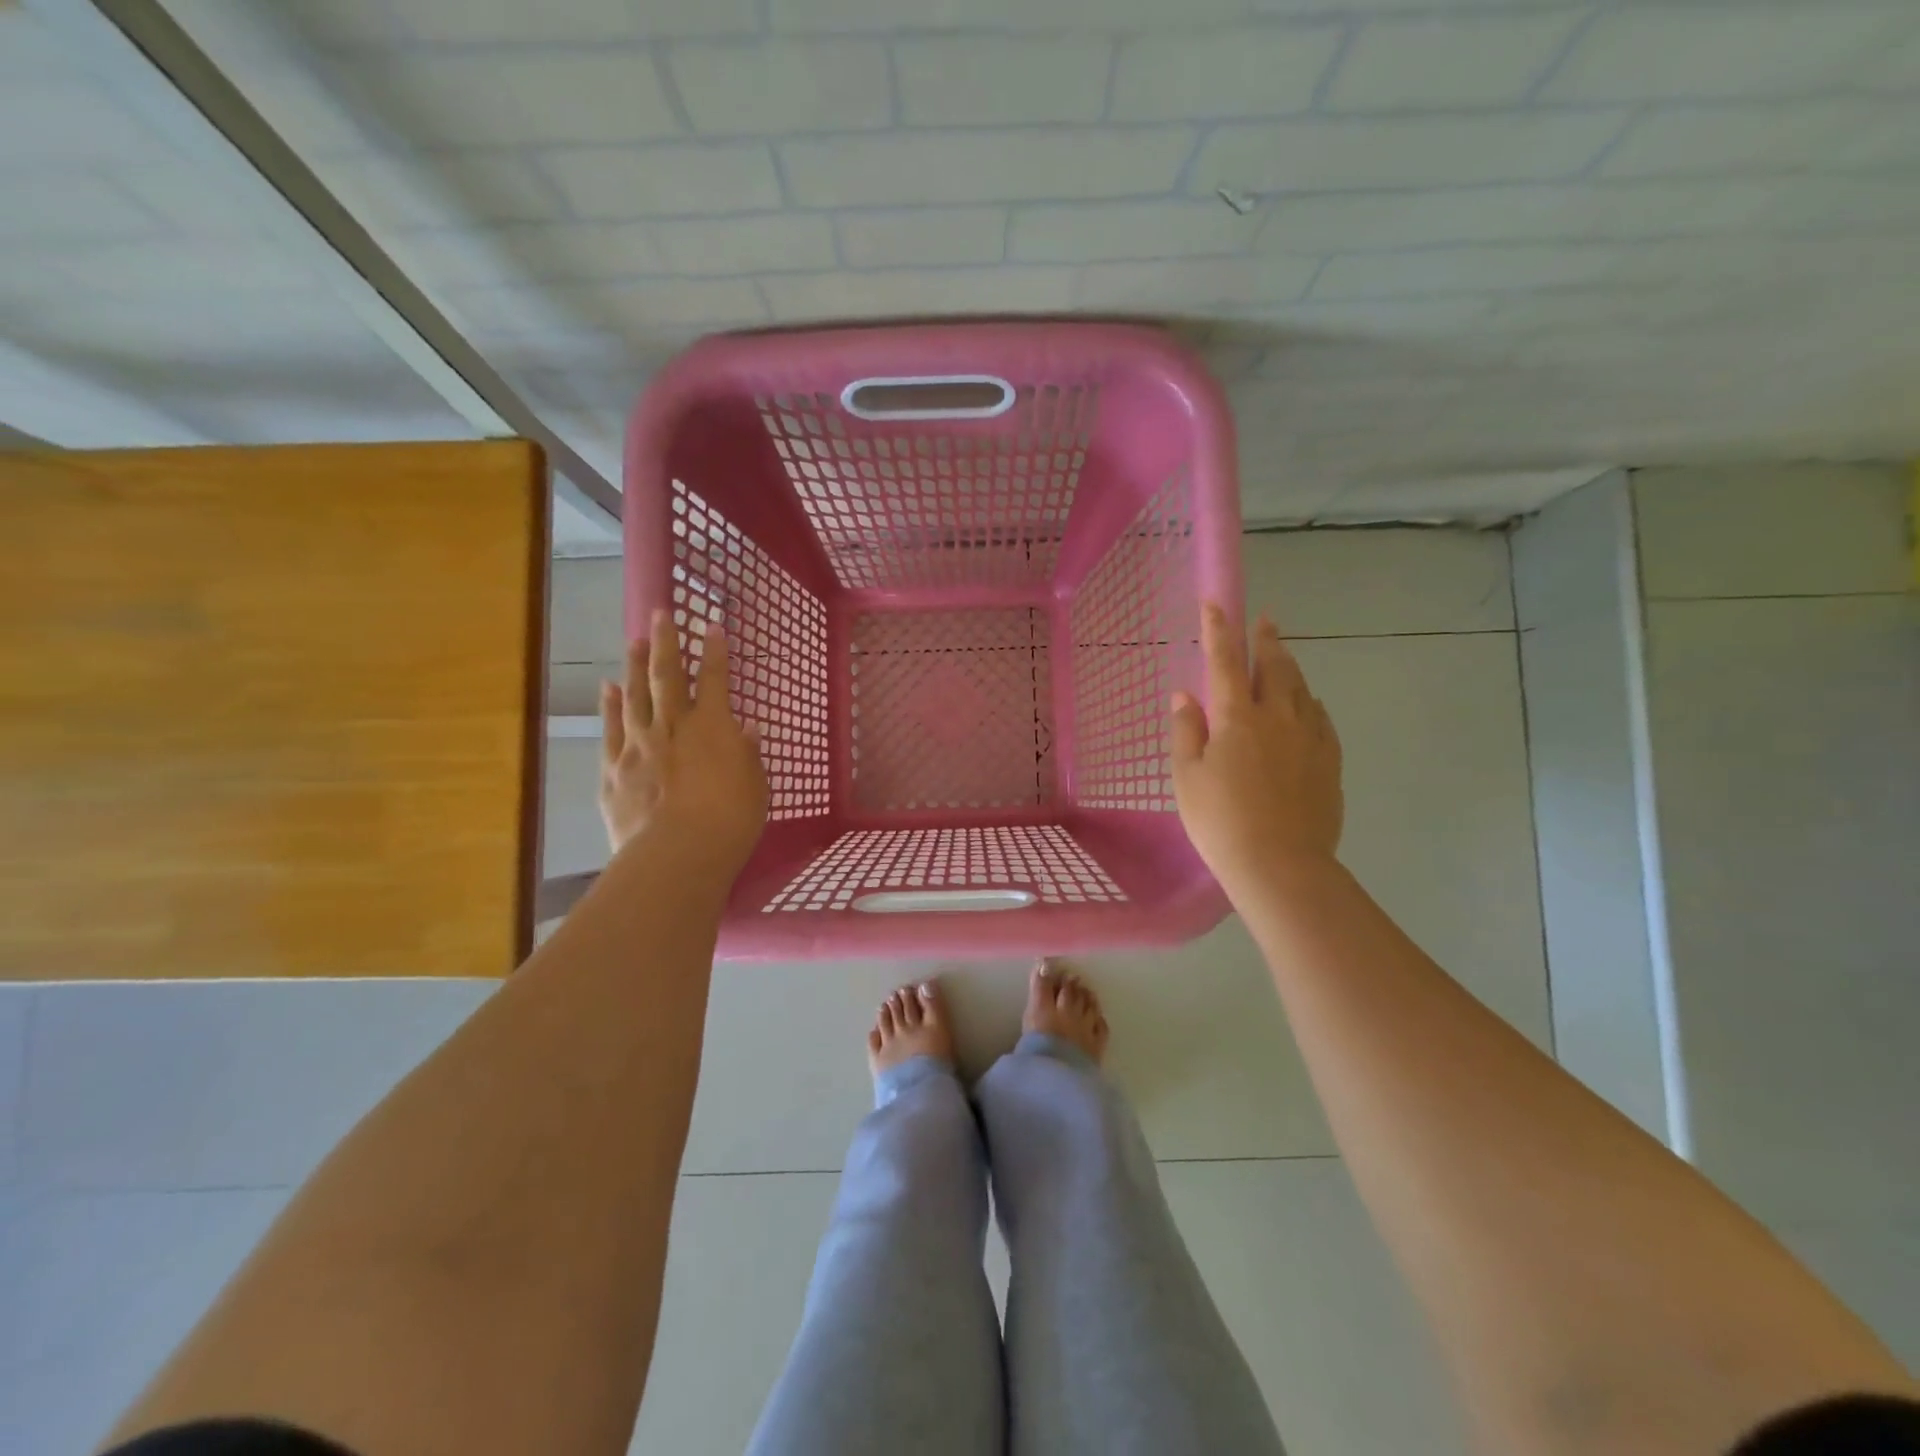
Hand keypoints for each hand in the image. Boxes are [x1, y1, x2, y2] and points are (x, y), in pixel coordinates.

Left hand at [599, 610, 768, 876]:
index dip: (715, 651)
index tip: (713, 625)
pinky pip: (612, 730)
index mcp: (712, 728)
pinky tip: (608, 688)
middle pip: (668, 677)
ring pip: (635, 696)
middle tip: (661, 613)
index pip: (716, 680)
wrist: (678, 853)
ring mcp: (638, 746)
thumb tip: (747, 730)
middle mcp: (672, 727)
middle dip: (667, 642)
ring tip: (636, 641)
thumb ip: (747, 754)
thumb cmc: (730, 820)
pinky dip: (610, 706)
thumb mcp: (755, 787)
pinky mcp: (614, 770)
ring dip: (635, 666)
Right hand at [1170, 602, 1343, 891]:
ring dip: (1290, 666)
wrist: (1280, 864)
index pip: (1225, 662)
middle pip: (1274, 666)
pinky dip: (1310, 703)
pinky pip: (1321, 718)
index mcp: (1236, 717)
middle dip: (1266, 639)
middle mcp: (1277, 717)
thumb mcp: (1187, 777)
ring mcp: (1309, 738)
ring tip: (1284, 655)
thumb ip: (1186, 731)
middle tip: (1265, 619)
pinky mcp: (1329, 762)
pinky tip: (1308, 705)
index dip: (1218, 631)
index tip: (1216, 604)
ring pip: (1301, 688)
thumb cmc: (1220, 821)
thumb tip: (1184, 694)